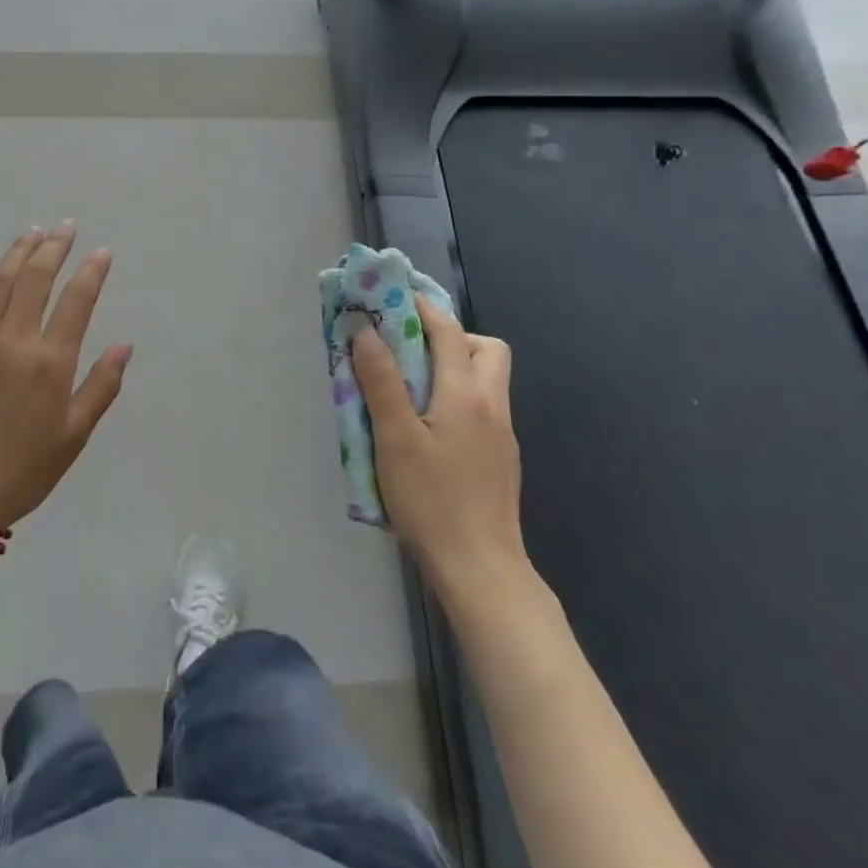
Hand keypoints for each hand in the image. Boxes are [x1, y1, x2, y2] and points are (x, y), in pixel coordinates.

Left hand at [0, 222, 132, 532]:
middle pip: (36, 278)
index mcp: (51, 361)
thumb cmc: (24, 468)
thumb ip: (102, 386)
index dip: (92, 271)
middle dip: (54, 248)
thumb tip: (125, 345)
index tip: (101, 252)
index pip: (77, 300)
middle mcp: (14, 340)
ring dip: (17, 252)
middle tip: (65, 227)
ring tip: (32, 233)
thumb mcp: (75, 435)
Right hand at [351, 296, 527, 585]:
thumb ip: (381, 381)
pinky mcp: (500, 459)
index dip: (420, 308)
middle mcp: (492, 406)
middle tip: (410, 351)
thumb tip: (365, 332)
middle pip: (484, 349)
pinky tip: (428, 429)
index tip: (392, 297)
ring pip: (486, 380)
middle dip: (449, 337)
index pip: (448, 331)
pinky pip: (481, 408)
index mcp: (467, 394)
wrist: (481, 570)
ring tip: (411, 388)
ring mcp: (502, 435)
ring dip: (453, 368)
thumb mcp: (395, 438)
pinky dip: (456, 398)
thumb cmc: (432, 500)